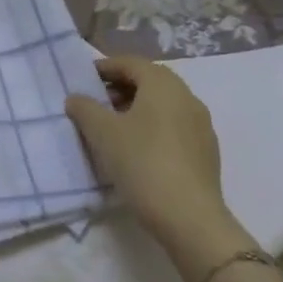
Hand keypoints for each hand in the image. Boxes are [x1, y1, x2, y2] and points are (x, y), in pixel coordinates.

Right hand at [66, 56, 250, 269]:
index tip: (84, 79)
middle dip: (120, 88)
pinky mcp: (206, 152)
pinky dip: (152, 127)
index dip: (105, 67)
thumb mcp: (102, 133)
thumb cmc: (142, 163)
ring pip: (163, 105)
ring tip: (111, 128)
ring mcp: (201, 126)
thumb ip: (84, 108)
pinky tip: (136, 150)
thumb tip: (76, 98)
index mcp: (163, 85)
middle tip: (95, 102)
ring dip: (136, 108)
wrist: (190, 218)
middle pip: (149, 81)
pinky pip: (174, 127)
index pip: (131, 63)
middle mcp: (187, 97)